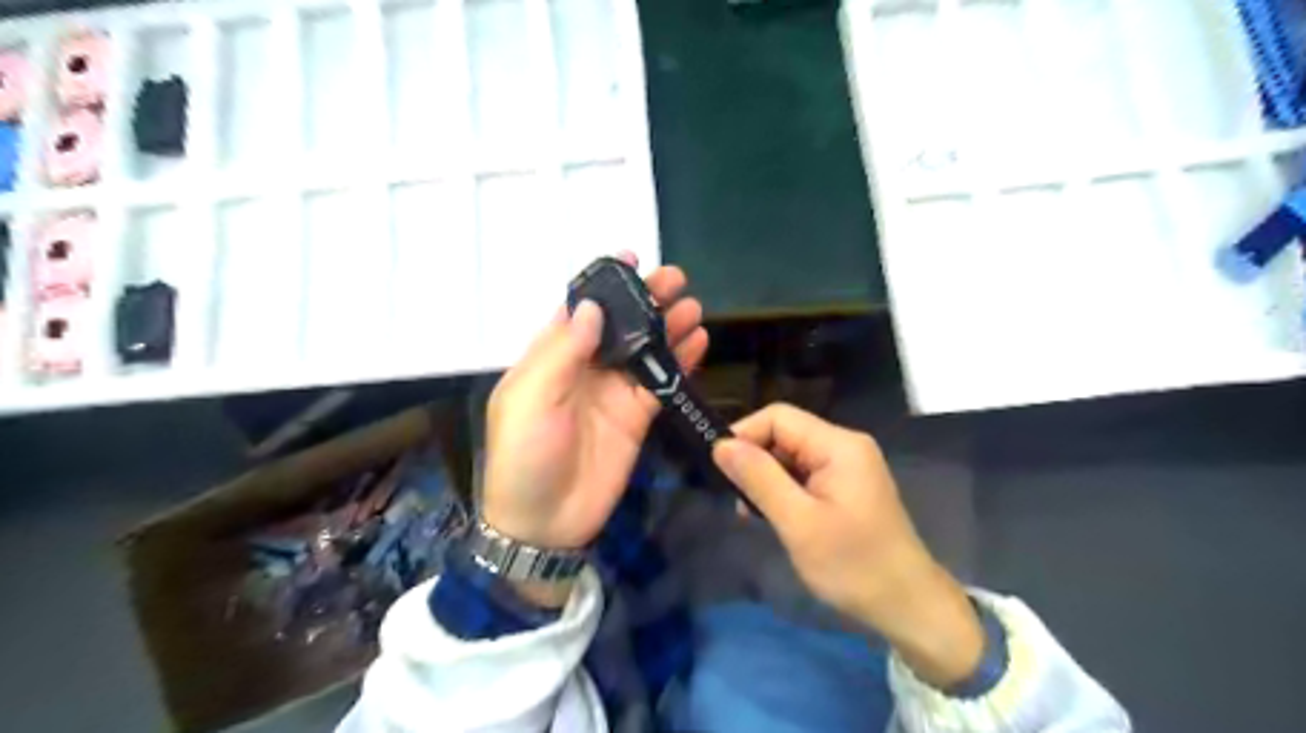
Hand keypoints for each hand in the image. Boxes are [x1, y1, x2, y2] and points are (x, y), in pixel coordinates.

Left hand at [481, 251, 708, 555]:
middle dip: (646, 299)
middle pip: (620, 325)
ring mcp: (613, 392)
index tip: (630, 258)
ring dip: (669, 327)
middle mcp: (584, 368)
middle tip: (676, 280)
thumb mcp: (531, 399)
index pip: (580, 310)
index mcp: (551, 356)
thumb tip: (594, 307)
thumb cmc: (525, 455)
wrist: (544, 522)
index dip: (605, 284)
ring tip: (693, 307)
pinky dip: (680, 363)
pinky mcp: (637, 417)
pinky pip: (661, 383)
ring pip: (645, 349)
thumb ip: (563, 352)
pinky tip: (699, 343)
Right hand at [714, 404, 978, 689]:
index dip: (744, 435)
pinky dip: (783, 490)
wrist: (907, 606)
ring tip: (752, 513)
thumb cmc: (853, 565)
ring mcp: (848, 466)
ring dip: (766, 478)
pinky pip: (804, 474)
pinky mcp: (846, 486)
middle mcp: (844, 446)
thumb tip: (721, 445)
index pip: (778, 417)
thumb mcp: (799, 523)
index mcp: (838, 445)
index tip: (720, 468)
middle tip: (736, 500)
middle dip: (755, 460)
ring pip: (791, 456)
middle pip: (785, 434)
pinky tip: (774, 516)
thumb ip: (759, 478)